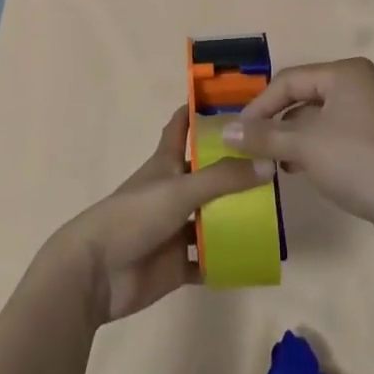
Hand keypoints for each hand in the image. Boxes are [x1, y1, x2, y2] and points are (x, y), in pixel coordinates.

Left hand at [44, 107, 271, 325]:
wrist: (97, 272)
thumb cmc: (133, 217)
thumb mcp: (179, 190)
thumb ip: (223, 178)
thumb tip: (268, 163)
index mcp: (166, 164)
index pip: (181, 127)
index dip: (199, 112)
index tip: (230, 100)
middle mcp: (172, 192)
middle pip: (207, 174)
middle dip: (234, 168)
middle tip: (274, 162)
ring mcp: (175, 229)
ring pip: (212, 218)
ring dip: (236, 216)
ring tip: (276, 211)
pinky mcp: (178, 263)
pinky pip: (209, 260)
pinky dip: (228, 260)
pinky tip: (256, 257)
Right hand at [222, 58, 373, 251]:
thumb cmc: (361, 163)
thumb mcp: (306, 147)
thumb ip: (264, 136)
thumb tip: (225, 131)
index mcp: (345, 74)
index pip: (288, 80)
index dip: (259, 106)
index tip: (237, 134)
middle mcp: (359, 86)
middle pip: (302, 98)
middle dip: (275, 123)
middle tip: (250, 148)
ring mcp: (370, 115)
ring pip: (317, 120)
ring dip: (291, 140)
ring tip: (270, 163)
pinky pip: (333, 138)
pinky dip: (312, 151)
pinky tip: (297, 170)